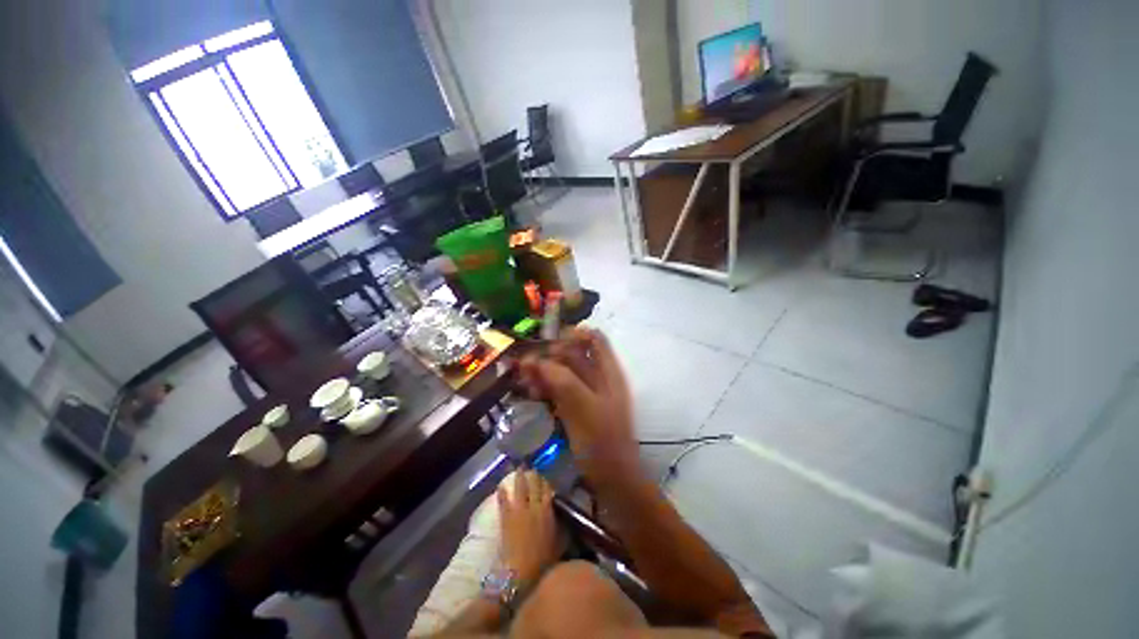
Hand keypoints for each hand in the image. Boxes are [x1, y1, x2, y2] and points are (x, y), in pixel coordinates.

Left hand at [498, 470, 561, 583]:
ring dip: (520, 477)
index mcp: (547, 511)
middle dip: (534, 474)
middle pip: (535, 485)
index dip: (547, 481)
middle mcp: (534, 506)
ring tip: (519, 468)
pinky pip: (504, 501)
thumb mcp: (558, 543)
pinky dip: (502, 493)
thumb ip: (562, 528)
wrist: (520, 571)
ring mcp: (519, 510)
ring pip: (520, 488)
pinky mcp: (507, 517)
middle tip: (533, 466)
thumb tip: (566, 519)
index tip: (546, 475)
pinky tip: (500, 486)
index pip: (549, 490)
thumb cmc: (542, 560)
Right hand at [519, 328, 639, 489]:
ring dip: (544, 372)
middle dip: (549, 356)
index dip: (573, 334)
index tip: (548, 342)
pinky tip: (533, 394)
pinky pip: (559, 389)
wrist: (612, 479)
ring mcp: (587, 393)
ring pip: (563, 372)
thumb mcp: (583, 408)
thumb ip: (563, 381)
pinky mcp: (577, 407)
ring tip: (524, 380)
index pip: (594, 338)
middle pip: (573, 354)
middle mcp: (599, 377)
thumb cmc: (602, 442)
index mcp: (608, 371)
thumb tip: (537, 361)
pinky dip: (546, 387)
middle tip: (526, 366)